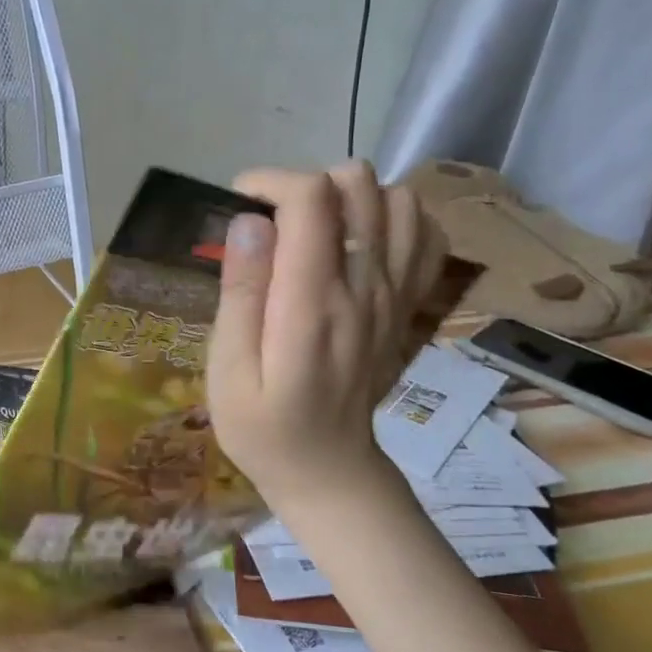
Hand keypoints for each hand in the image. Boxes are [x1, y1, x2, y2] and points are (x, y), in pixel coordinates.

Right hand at [207, 162, 447, 518]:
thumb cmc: (262, 425)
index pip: (312, 199)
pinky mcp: (408, 302)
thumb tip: (249, 221)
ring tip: (313, 231)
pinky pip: (424, 232)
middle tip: (272, 224)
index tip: (239, 206)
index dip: (271, 182)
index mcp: (312, 305)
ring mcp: (394, 293)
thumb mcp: (227, 371)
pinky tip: (358, 242)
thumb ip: (240, 294)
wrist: (329, 469)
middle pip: (358, 184)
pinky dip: (392, 220)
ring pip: (396, 198)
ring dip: (349, 199)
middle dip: (305, 184)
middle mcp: (364, 287)